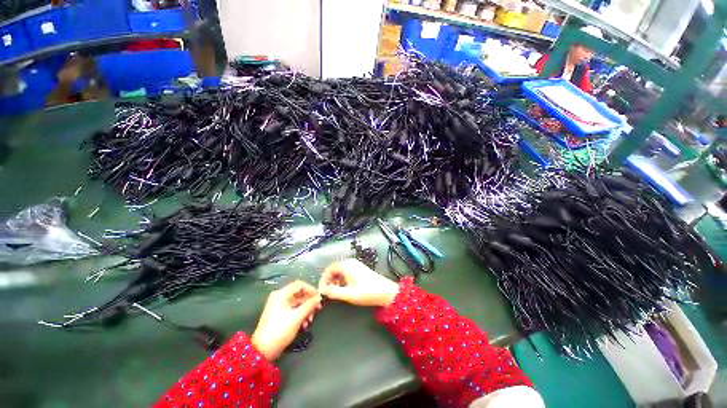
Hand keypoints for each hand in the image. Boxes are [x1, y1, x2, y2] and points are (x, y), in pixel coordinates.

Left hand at [251, 281, 321, 361]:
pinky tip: (305, 324)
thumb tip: (319, 298)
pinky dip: (301, 315)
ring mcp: (279, 306)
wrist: (262, 351)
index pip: (300, 284)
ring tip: (310, 320)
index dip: (311, 289)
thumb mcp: (297, 317)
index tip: (319, 298)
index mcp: (281, 294)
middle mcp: (280, 297)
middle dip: (309, 302)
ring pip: (298, 302)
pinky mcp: (280, 314)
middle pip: (299, 294)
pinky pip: (294, 309)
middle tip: (317, 310)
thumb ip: (310, 305)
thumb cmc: (279, 331)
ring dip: (306, 310)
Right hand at [318, 258, 399, 307]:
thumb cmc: (366, 292)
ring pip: (341, 271)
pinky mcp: (360, 269)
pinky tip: (344, 288)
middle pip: (334, 269)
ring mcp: (356, 265)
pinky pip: (347, 272)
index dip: (323, 278)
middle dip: (329, 280)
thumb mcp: (348, 294)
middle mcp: (350, 262)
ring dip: (335, 280)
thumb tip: (322, 290)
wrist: (385, 292)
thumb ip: (333, 292)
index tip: (321, 289)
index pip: (329, 268)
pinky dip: (342, 280)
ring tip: (335, 292)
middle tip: (327, 292)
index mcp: (346, 265)